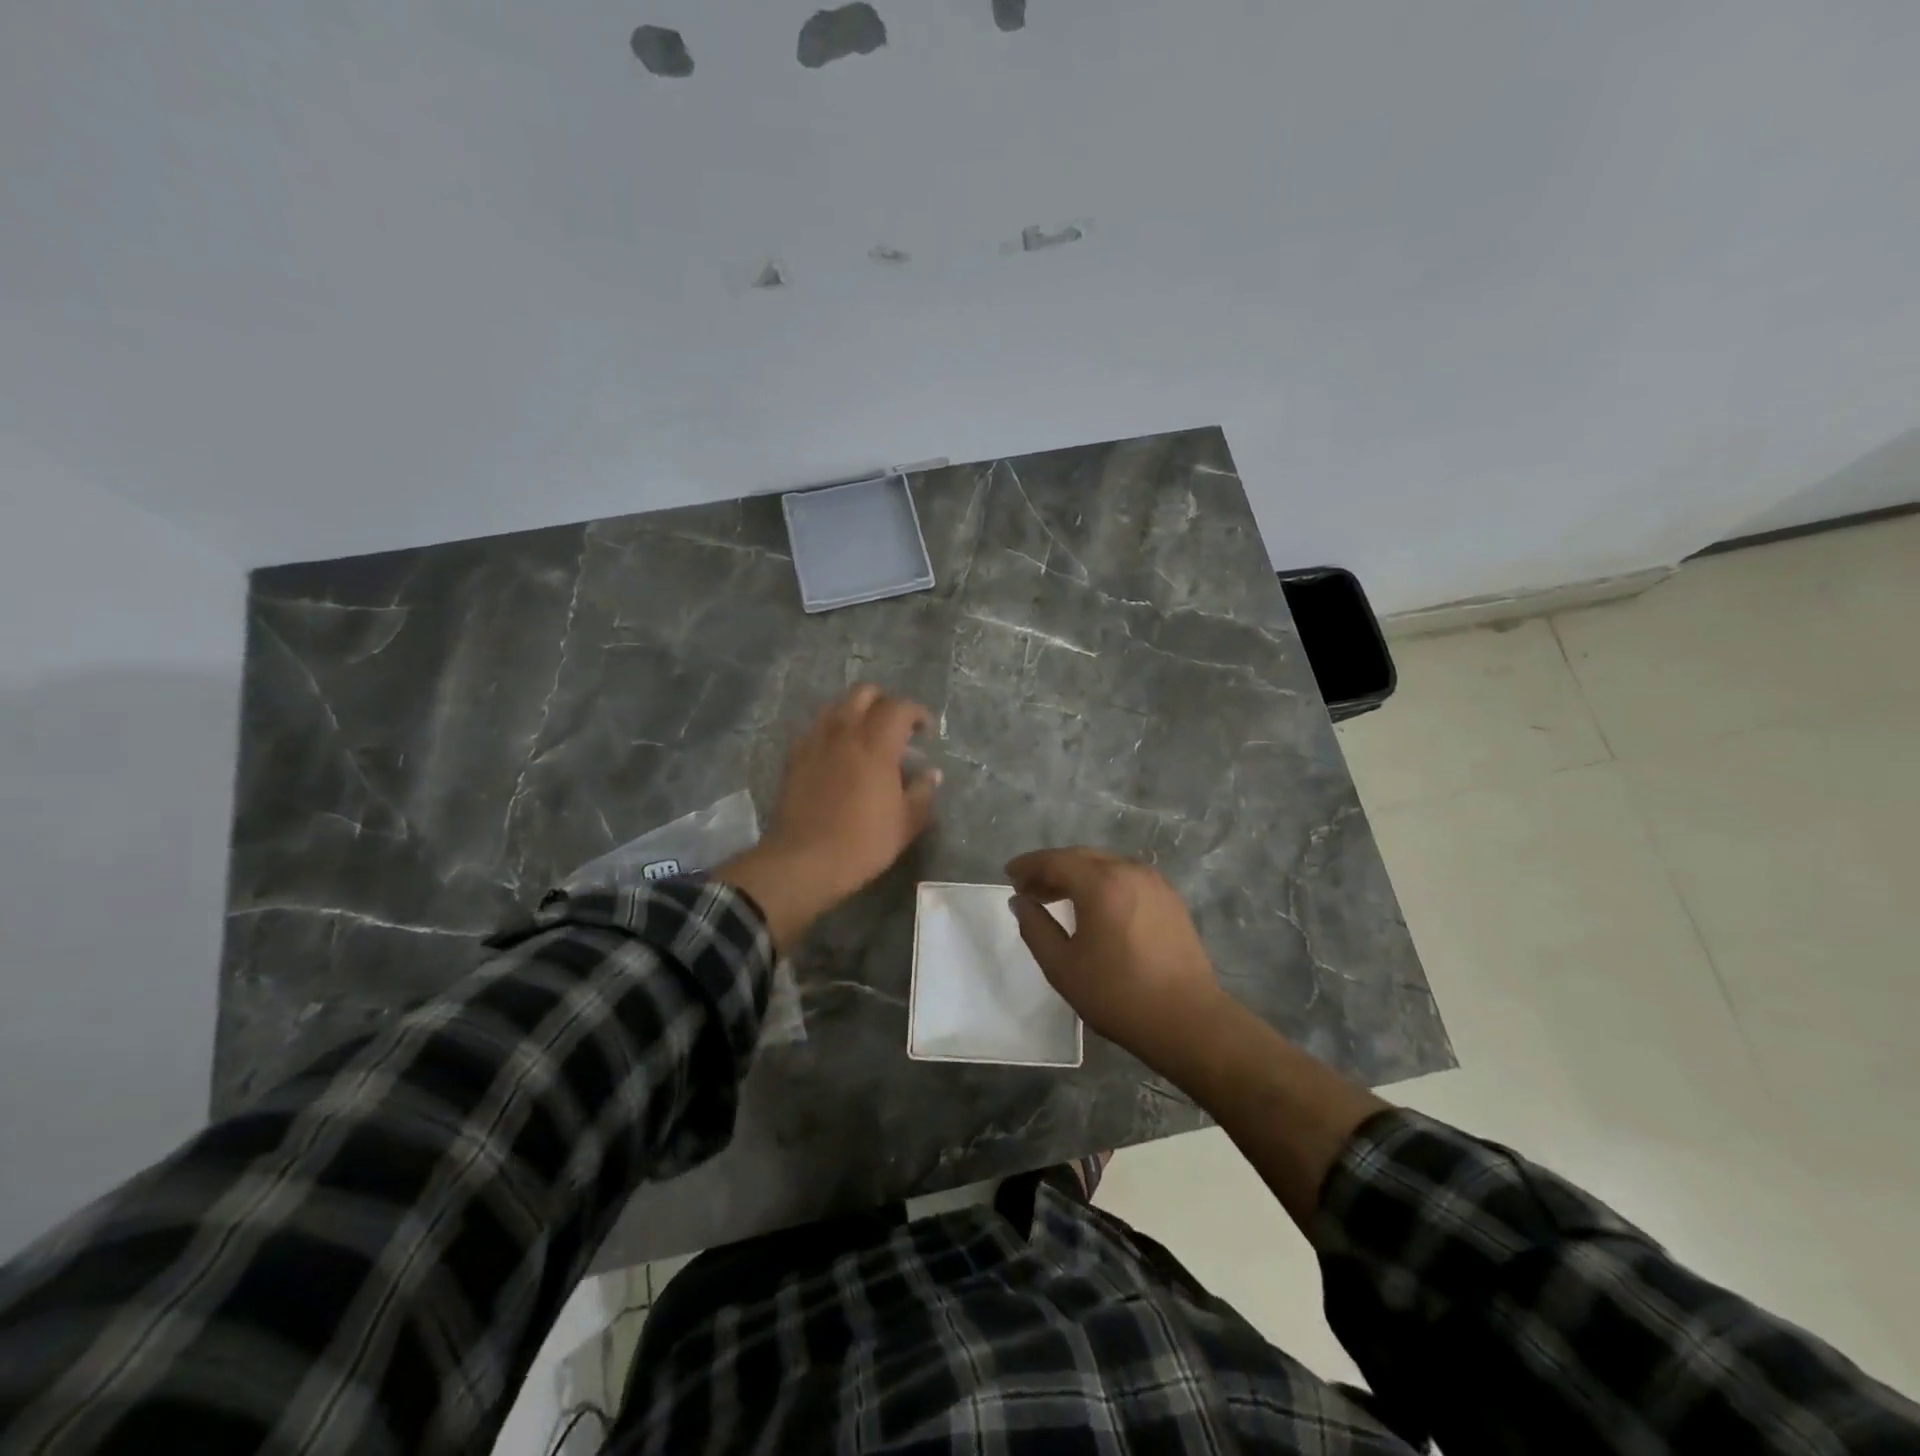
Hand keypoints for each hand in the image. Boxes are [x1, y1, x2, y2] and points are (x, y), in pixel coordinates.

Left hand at [717, 685, 939, 948]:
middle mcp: (845, 733)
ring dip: (854, 712)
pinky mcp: (793, 757)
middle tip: (895, 726)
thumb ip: (922, 792)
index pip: (899, 707)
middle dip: (884, 702)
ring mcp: (815, 742)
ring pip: (835, 706)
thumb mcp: (906, 823)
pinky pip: (814, 729)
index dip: (916, 712)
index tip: (925, 730)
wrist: (804, 861)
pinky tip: (835, 753)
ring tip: (863, 735)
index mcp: (877, 744)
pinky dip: (830, 731)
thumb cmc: (863, 843)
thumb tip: (931, 773)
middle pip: (864, 693)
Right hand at [1007, 847, 1231, 1074]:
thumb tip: (1020, 901)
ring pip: (1105, 865)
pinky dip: (1103, 882)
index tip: (1009, 874)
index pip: (1055, 860)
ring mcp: (1154, 882)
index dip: (1028, 865)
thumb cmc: (1117, 995)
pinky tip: (1094, 906)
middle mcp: (1129, 871)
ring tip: (1057, 897)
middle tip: (1028, 888)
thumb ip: (1035, 927)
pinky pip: (1126, 877)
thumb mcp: (1062, 966)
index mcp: (1101, 883)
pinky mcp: (1169, 898)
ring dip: (1077, 875)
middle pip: (1081, 857)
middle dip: (1051, 868)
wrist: (1187, 1020)